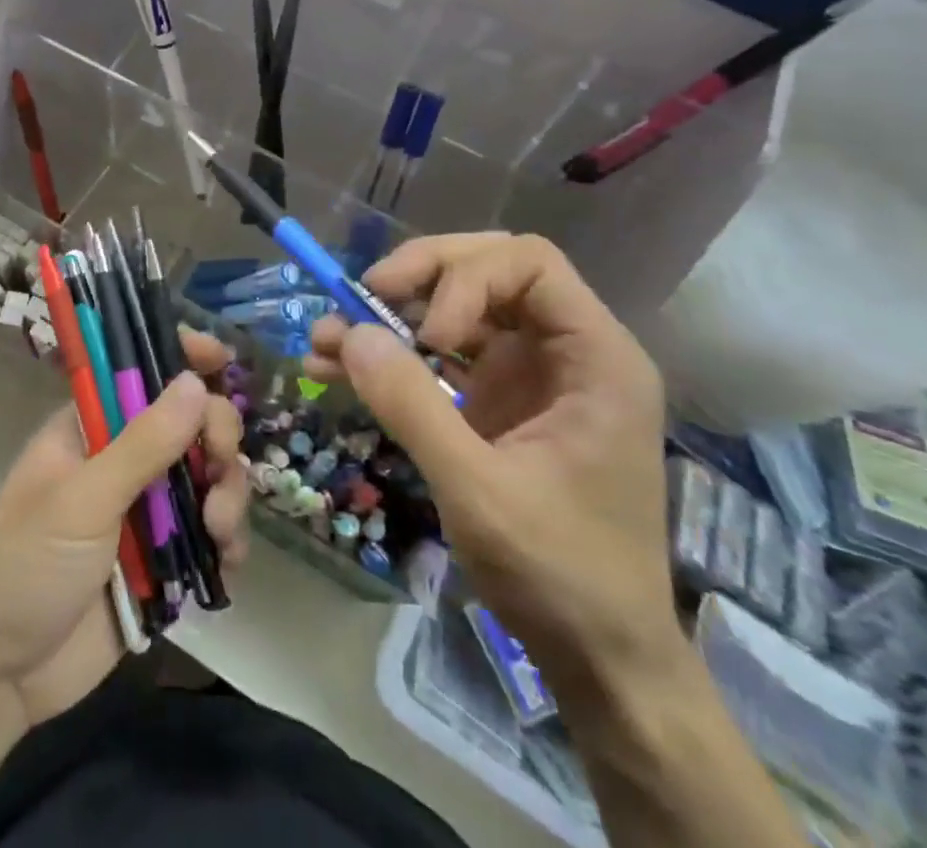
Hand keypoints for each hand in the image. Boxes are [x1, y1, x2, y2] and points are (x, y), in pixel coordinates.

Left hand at [0, 329, 248, 724]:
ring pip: (208, 476)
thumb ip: (142, 444)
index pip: (139, 372)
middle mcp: (123, 459)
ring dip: (228, 495)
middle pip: (190, 422)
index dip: (179, 358)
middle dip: (216, 438)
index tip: (220, 358)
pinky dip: (228, 541)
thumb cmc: (25, 567)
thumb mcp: (82, 501)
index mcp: (91, 428)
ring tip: (219, 532)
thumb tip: (194, 381)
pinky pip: (212, 532)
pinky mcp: (164, 559)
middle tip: (218, 465)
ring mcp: (146, 509)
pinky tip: (227, 561)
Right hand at [308, 233, 679, 699]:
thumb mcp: (478, 490)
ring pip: (454, 307)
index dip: (469, 279)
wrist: (599, 661)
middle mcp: (564, 351)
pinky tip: (336, 367)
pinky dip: (391, 355)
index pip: (530, 264)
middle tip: (363, 297)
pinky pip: (438, 355)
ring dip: (390, 314)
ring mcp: (528, 375)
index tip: (430, 333)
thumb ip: (412, 406)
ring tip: (327, 333)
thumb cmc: (562, 575)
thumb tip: (350, 332)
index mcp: (595, 358)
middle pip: (487, 270)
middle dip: (420, 277)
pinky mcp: (496, 401)